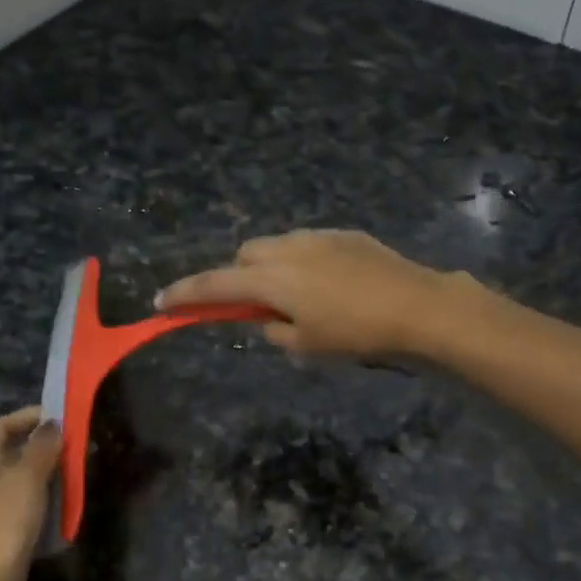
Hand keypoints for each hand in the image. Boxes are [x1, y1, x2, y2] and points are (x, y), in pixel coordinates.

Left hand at [0, 408, 61, 580]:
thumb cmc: (3, 527)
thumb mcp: (27, 480)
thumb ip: (41, 448)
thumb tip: (52, 424)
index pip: (0, 426)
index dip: (30, 418)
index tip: (63, 417)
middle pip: (6, 452)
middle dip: (40, 447)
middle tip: (74, 447)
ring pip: (14, 480)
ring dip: (42, 474)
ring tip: (73, 474)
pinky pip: (17, 505)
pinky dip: (38, 500)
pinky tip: (59, 507)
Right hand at [157, 230, 454, 360]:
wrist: (417, 306)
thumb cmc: (356, 334)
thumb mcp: (307, 345)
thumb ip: (274, 331)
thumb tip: (268, 319)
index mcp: (272, 279)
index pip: (215, 284)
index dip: (186, 294)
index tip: (162, 302)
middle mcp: (288, 249)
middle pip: (245, 254)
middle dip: (239, 276)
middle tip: (255, 306)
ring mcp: (319, 237)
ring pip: (277, 245)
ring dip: (271, 267)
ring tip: (296, 297)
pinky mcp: (346, 235)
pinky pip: (308, 244)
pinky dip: (302, 262)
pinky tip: (329, 285)